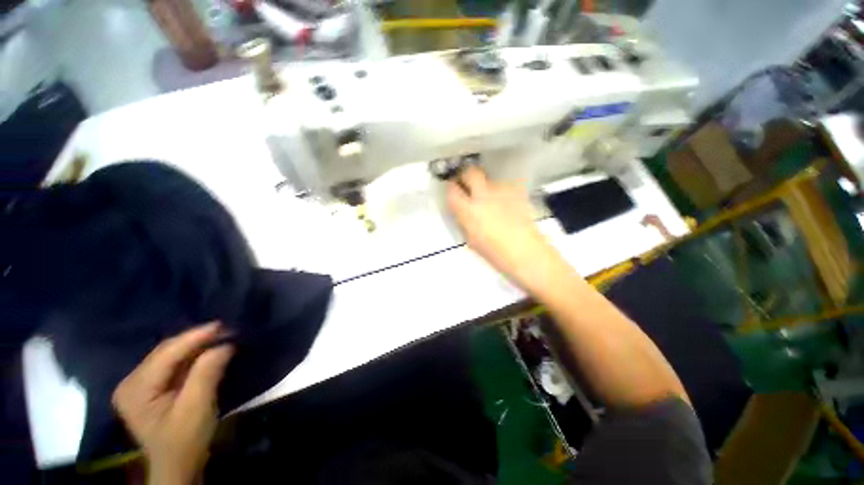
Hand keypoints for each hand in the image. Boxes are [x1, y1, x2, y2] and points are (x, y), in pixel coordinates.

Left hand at [113, 323, 233, 484]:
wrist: (177, 466)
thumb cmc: (185, 441)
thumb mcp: (197, 408)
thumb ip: (206, 373)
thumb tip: (224, 344)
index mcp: (135, 389)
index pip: (166, 353)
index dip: (195, 337)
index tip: (223, 325)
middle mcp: (131, 382)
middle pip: (166, 352)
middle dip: (197, 340)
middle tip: (227, 330)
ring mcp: (138, 385)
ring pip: (169, 355)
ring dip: (196, 346)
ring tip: (221, 338)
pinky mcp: (148, 388)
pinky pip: (171, 364)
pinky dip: (191, 356)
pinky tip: (207, 351)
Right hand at [447, 166, 564, 290]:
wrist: (528, 254)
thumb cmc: (496, 254)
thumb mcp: (471, 240)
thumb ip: (464, 221)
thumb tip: (462, 210)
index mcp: (469, 211)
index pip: (452, 190)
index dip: (450, 189)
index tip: (452, 192)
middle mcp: (484, 195)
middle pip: (470, 172)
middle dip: (466, 176)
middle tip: (467, 185)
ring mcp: (503, 191)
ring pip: (489, 179)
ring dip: (485, 186)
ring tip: (490, 200)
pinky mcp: (518, 192)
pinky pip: (504, 186)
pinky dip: (501, 192)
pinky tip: (505, 203)